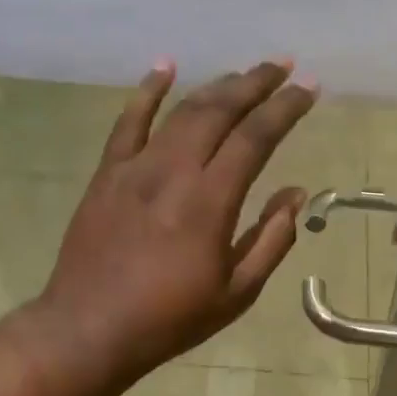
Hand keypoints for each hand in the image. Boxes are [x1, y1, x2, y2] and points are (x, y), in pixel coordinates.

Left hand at [35, 58, 317, 390]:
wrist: (88, 329)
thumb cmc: (169, 318)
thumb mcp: (237, 292)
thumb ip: (272, 239)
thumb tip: (296, 193)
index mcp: (210, 201)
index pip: (255, 138)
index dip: (285, 108)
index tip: (308, 87)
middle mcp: (174, 171)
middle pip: (219, 110)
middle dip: (255, 83)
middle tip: (282, 66)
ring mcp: (136, 167)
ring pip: (181, 111)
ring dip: (216, 86)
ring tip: (243, 73)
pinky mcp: (107, 173)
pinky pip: (128, 121)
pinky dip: (148, 91)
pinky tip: (164, 66)